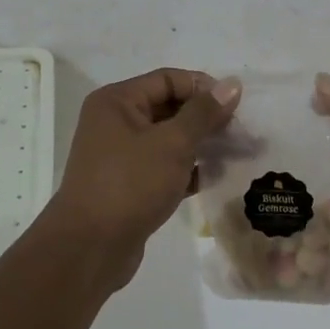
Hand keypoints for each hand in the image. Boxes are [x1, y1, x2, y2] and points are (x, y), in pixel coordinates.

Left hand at [46, 68, 242, 290]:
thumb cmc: (130, 184)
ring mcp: (119, 155)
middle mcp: (114, 122)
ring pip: (167, 139)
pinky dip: (186, 169)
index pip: (167, 79)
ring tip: (234, 154)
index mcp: (117, 101)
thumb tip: (232, 83)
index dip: (203, 87)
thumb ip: (204, 113)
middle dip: (204, 118)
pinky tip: (214, 179)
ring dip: (199, 144)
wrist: (89, 249)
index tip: (236, 105)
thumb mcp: (172, 143)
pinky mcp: (127, 185)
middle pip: (168, 107)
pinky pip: (162, 166)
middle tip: (240, 132)